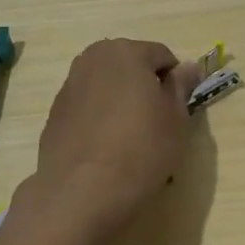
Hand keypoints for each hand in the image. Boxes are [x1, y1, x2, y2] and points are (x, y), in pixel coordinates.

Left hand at [26, 38, 202, 236]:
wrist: (80, 192)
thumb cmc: (140, 149)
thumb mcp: (176, 119)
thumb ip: (181, 86)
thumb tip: (189, 66)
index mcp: (125, 51)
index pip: (162, 56)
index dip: (175, 82)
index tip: (179, 110)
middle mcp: (93, 59)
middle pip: (131, 66)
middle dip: (145, 87)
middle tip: (157, 123)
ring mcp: (69, 85)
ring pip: (107, 86)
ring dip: (121, 101)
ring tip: (130, 139)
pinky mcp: (55, 113)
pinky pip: (88, 106)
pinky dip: (100, 118)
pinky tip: (106, 148)